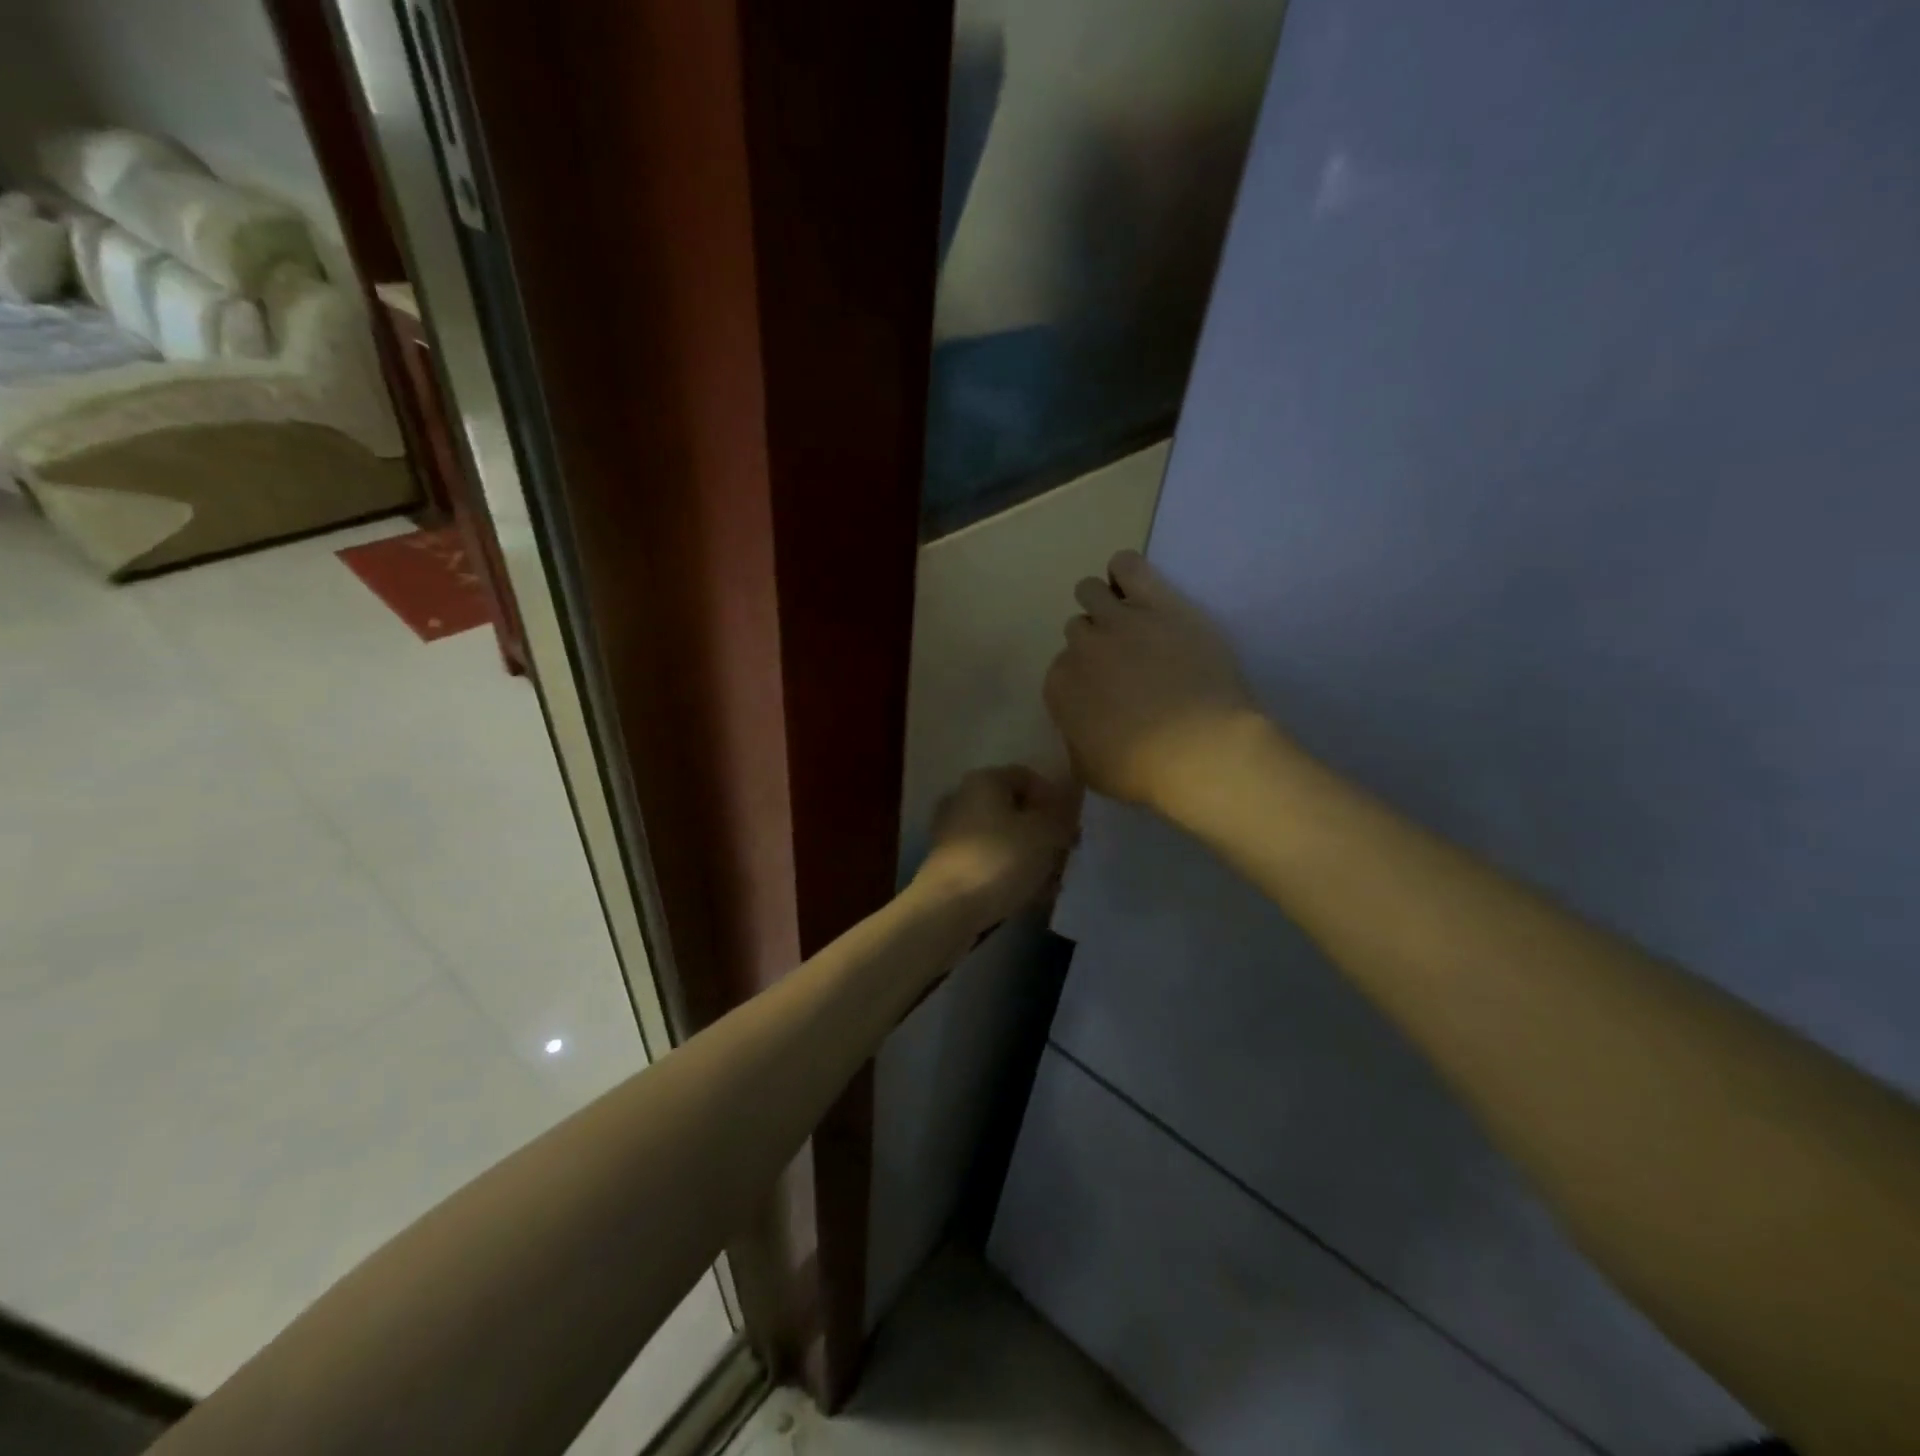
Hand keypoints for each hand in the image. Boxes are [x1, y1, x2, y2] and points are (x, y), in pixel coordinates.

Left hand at [914, 767, 1081, 931]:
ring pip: (1003, 838)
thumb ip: (1062, 813)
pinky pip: (990, 861)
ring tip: (1053, 880)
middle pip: (1014, 809)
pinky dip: (1010, 872)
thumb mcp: (1044, 833)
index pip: (1028, 776)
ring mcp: (952, 833)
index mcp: (983, 781)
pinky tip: (1030, 895)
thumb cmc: (999, 860)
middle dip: (1043, 831)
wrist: (947, 908)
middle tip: (1066, 854)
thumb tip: (1071, 799)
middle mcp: (963, 799)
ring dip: (1030, 855)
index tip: (1072, 826)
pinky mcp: (949, 864)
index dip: (1055, 798)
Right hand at [1045, 550, 1266, 813]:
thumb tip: (1078, 729)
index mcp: (1060, 688)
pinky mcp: (1158, 603)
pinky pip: (1127, 565)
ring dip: (1102, 604)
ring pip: (1091, 591)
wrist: (1202, 749)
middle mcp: (1081, 647)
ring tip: (1127, 620)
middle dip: (1094, 643)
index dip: (1081, 680)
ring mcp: (1118, 621)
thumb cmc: (1143, 772)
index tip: (1102, 693)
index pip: (1060, 670)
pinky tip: (1134, 585)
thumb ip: (1076, 741)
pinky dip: (1125, 572)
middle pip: (1077, 629)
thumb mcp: (1091, 772)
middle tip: (1122, 662)